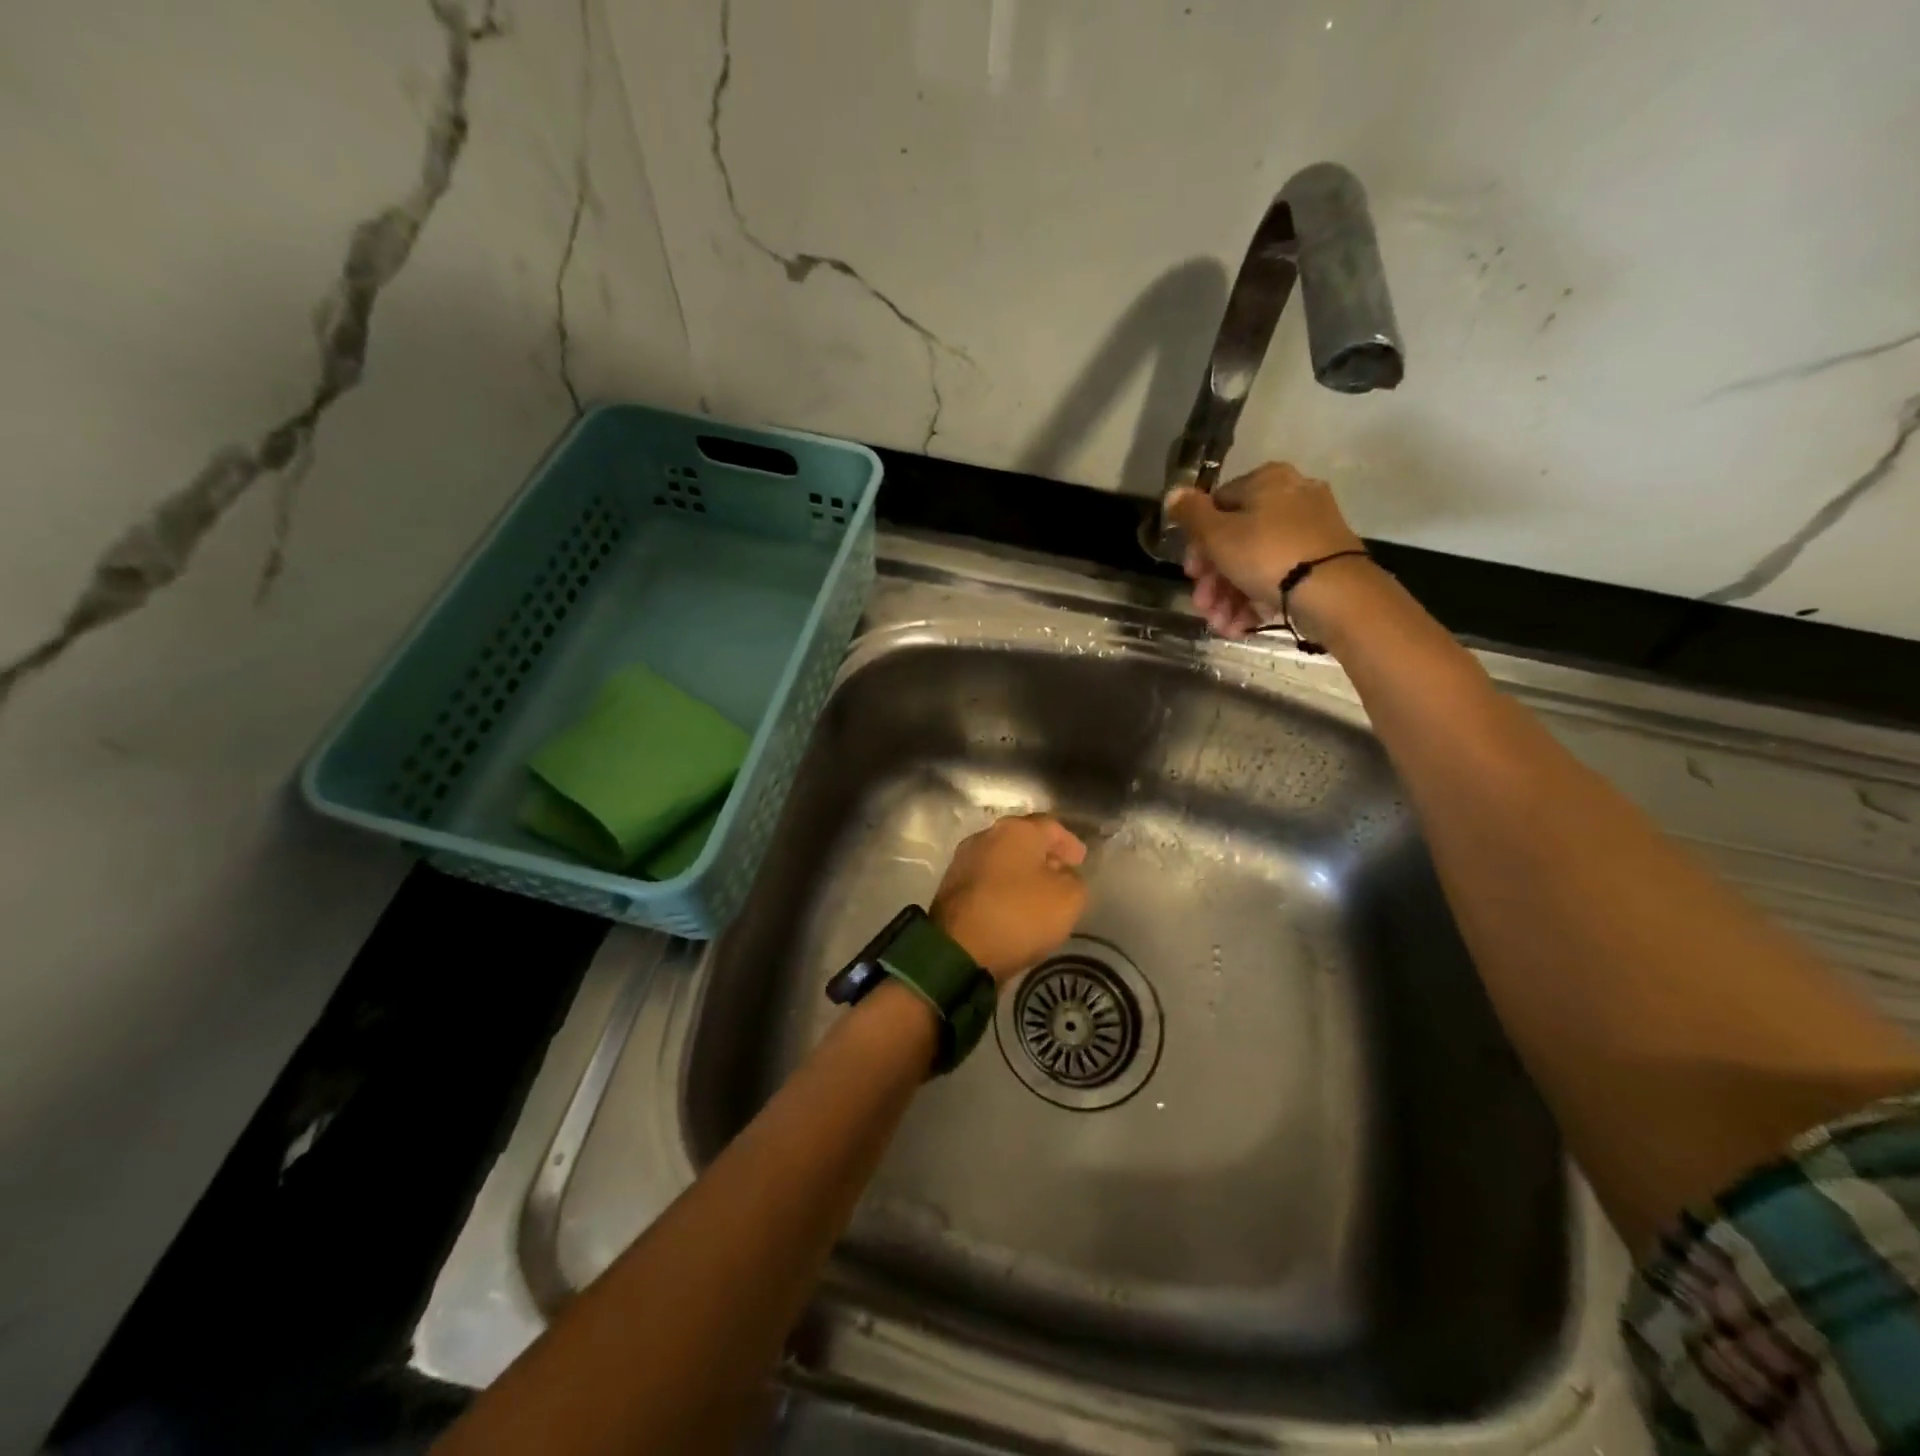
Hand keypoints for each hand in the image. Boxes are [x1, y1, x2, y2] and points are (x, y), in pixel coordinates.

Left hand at [931, 814, 1087, 982]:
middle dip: (1043, 854)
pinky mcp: (950, 885)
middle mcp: (986, 836)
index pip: (1051, 826)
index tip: (1081, 861)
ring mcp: (964, 859)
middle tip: (1061, 873)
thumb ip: (1073, 879)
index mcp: (1016, 830)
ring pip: (1002, 858)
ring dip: (1021, 871)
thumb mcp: (1069, 898)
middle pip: (1023, 839)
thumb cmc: (1019, 914)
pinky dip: (1003, 887)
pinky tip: (1013, 904)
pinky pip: (987, 879)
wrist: (958, 949)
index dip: (1069, 843)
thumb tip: (1061, 875)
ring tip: (1037, 892)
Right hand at [1166, 462, 1366, 639]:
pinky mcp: (1321, 562)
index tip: (1190, 573)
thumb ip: (1190, 513)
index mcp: (1267, 482)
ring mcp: (1310, 531)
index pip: (1217, 506)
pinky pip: (1279, 577)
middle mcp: (1292, 498)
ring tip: (1221, 625)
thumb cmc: (1267, 555)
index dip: (1197, 543)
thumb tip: (1174, 492)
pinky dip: (1256, 600)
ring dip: (1229, 598)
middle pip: (1235, 540)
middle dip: (1213, 581)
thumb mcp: (1217, 534)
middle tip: (1202, 606)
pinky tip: (1242, 626)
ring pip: (1255, 563)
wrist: (1335, 593)